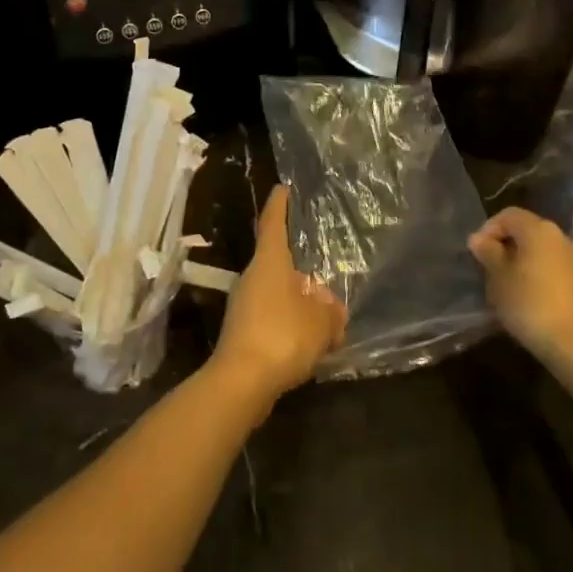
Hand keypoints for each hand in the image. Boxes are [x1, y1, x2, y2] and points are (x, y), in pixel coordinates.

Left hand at [210, 185, 345, 402]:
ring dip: (298, 304)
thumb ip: (331, 312)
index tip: (283, 188)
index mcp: (269, 263)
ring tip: (326, 319)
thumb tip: (331, 308)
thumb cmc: (283, 336)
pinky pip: (272, 319)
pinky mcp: (242, 334)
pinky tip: (310, 345)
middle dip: (302, 272)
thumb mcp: (321, 323)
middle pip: (277, 264)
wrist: (241, 383)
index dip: (279, 205)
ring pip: (276, 295)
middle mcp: (252, 278)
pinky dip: (290, 326)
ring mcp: (243, 307)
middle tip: (325, 278)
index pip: (273, 224)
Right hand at [468, 207, 572, 368]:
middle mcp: (561, 237)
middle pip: (526, 231)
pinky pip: (553, 268)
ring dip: (521, 262)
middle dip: (504, 246)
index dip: (488, 229)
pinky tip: (528, 299)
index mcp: (539, 229)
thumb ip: (488, 253)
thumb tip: (478, 238)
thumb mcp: (499, 278)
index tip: (477, 253)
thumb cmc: (530, 305)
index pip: (508, 215)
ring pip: (540, 251)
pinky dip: (537, 275)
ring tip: (506, 286)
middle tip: (488, 270)